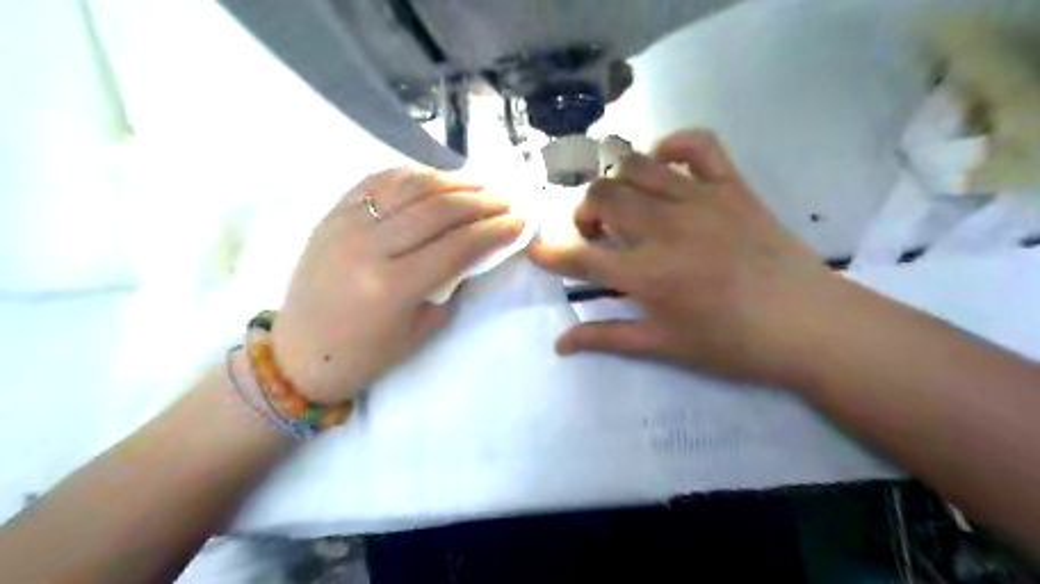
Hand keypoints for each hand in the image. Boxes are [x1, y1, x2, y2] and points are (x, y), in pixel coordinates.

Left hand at [271, 170, 523, 404]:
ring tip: (480, 183)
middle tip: (507, 200)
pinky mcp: (331, 214)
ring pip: (410, 186)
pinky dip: (412, 174)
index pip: (458, 245)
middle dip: (482, 201)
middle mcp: (369, 247)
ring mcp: (346, 224)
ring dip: (452, 180)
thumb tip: (473, 251)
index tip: (520, 222)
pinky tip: (435, 177)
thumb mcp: (419, 330)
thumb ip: (449, 285)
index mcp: (392, 286)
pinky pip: (377, 181)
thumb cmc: (364, 355)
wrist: (297, 354)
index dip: (495, 231)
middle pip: (438, 209)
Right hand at [531, 132, 838, 386]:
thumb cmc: (731, 343)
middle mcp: (664, 228)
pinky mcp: (731, 186)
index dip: (551, 253)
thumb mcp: (663, 346)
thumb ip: (606, 338)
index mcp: (645, 274)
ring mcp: (699, 200)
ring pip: (635, 166)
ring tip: (625, 204)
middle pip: (602, 197)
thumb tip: (559, 344)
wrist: (807, 324)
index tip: (538, 251)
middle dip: (584, 212)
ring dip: (616, 182)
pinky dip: (671, 145)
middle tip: (596, 234)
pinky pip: (697, 144)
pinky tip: (662, 164)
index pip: (580, 256)